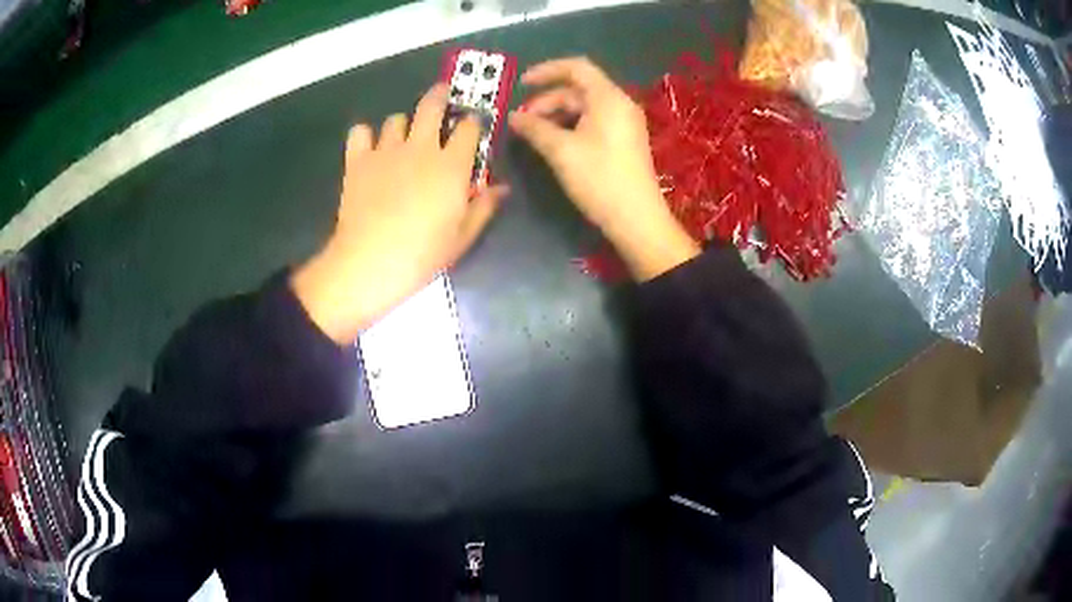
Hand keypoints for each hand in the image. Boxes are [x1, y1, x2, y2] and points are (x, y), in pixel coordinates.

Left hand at [293, 84, 506, 343]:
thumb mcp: (462, 237)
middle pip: (431, 106)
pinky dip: (365, 136)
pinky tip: (369, 149)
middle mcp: (420, 148)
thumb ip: (483, 207)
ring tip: (402, 140)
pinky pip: (360, 132)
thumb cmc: (422, 255)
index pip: (468, 127)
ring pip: (396, 120)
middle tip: (442, 97)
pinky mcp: (358, 161)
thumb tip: (501, 188)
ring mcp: (386, 151)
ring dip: (403, 125)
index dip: (473, 123)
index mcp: (451, 165)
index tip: (472, 126)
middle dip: (440, 96)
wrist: (369, 263)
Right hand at [509, 57, 697, 280]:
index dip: (546, 71)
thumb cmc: (599, 179)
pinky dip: (572, 125)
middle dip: (548, 99)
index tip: (521, 84)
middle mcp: (620, 104)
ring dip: (558, 114)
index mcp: (608, 98)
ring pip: (585, 107)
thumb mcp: (561, 151)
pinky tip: (555, 142)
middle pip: (579, 88)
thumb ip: (535, 128)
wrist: (637, 219)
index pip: (576, 68)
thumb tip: (514, 117)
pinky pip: (594, 121)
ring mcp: (624, 123)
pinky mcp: (624, 141)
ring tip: (534, 133)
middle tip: (523, 120)